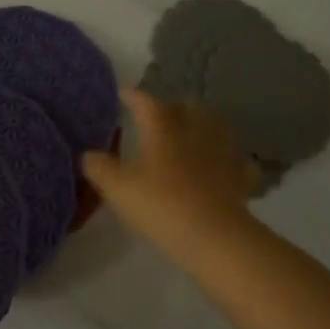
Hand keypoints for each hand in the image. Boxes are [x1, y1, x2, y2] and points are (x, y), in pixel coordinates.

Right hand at [81, 87, 259, 265]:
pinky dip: (227, 159)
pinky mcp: (240, 175)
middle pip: (187, 107)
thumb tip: (89, 155)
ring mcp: (222, 151)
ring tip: (192, 135)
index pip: (145, 101)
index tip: (123, 93)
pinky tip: (221, 167)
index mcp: (163, 127)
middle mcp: (195, 130)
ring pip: (216, 126)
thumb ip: (99, 167)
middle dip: (173, 108)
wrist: (214, 235)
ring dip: (203, 126)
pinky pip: (236, 160)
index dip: (132, 95)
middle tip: (160, 118)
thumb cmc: (160, 204)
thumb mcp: (117, 188)